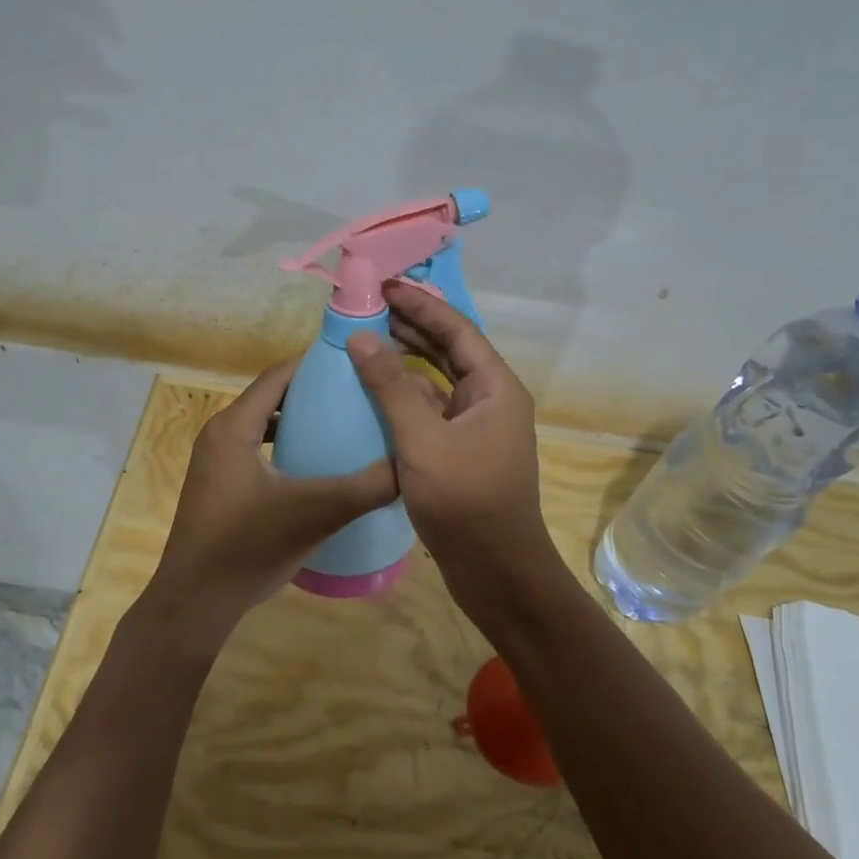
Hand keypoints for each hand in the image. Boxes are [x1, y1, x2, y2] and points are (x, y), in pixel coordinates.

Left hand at [143, 358, 398, 645]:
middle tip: (359, 394)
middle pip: (272, 396)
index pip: (278, 376)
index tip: (356, 364)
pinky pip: (258, 449)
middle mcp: (220, 434)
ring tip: (344, 424)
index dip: (316, 364)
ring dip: (300, 420)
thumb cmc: (248, 548)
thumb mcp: (316, 513)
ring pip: (265, 424)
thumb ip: (366, 487)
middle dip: (314, 392)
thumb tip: (410, 465)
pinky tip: (316, 466)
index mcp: (234, 426)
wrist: (195, 604)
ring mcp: (216, 461)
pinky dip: (286, 446)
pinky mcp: (220, 485)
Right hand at [346, 284, 560, 625]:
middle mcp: (490, 399)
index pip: (456, 329)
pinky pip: (432, 408)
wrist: (496, 572)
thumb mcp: (422, 440)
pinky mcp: (461, 450)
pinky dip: (406, 395)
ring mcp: (477, 426)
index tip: (384, 286)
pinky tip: (376, 392)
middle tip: (369, 307)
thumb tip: (362, 338)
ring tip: (367, 339)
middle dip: (412, 326)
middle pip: (449, 349)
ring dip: (407, 360)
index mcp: (495, 387)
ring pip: (439, 379)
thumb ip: (391, 387)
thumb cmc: (465, 501)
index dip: (421, 304)